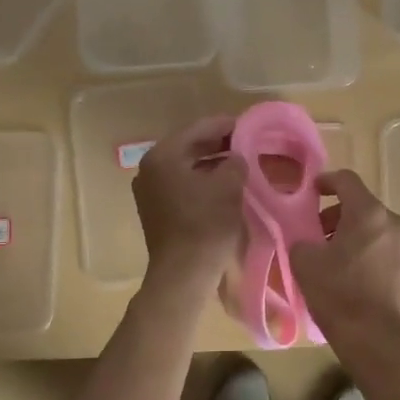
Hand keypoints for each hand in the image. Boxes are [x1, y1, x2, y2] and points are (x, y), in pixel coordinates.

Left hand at [133, 115, 245, 284]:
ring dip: (212, 163)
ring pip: (186, 167)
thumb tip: (237, 157)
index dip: (226, 125)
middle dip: (219, 144)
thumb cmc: (205, 224)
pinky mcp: (156, 210)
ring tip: (241, 163)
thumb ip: (236, 161)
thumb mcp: (229, 186)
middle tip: (248, 143)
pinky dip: (203, 181)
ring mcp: (150, 191)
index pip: (198, 128)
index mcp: (162, 156)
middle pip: (189, 146)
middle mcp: (149, 169)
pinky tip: (225, 185)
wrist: (184, 274)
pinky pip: (183, 185)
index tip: (249, 125)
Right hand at [291, 169, 399, 333]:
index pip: (346, 180)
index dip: (325, 182)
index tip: (311, 193)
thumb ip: (302, 240)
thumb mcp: (305, 262)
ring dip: (352, 235)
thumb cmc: (338, 293)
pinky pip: (385, 248)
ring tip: (332, 258)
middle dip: (336, 215)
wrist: (376, 339)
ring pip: (375, 228)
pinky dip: (367, 252)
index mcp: (368, 213)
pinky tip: (351, 275)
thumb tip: (306, 241)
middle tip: (316, 235)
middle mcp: (394, 222)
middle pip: (362, 206)